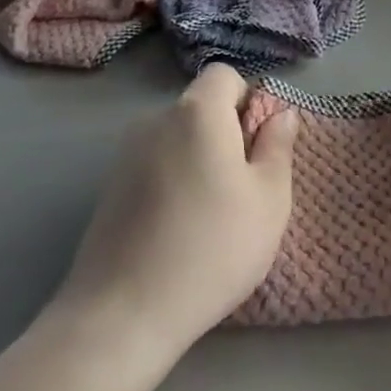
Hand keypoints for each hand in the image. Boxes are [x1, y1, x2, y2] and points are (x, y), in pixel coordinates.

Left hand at [53, 63, 298, 361]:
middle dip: (225, 135)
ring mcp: (126, 153)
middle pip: (200, 108)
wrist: (122, 314)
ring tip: (208, 217)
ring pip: (177, 139)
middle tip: (241, 189)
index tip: (256, 148)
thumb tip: (281, 113)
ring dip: (198, 160)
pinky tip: (175, 232)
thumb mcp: (269, 200)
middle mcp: (156, 119)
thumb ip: (278, 146)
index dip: (247, 102)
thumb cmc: (211, 249)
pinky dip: (171, 183)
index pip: (225, 76)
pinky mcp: (109, 187)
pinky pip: (154, 166)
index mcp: (197, 112)